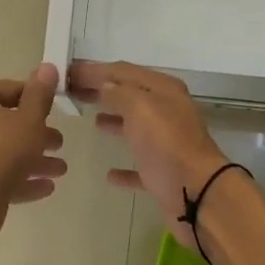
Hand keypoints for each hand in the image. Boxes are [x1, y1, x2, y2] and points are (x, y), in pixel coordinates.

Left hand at [0, 64, 66, 231]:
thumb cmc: (0, 152)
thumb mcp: (29, 120)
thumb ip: (40, 94)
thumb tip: (47, 67)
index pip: (10, 90)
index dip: (36, 101)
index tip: (56, 113)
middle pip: (4, 123)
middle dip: (36, 135)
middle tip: (59, 144)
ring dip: (31, 159)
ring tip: (59, 171)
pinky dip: (16, 178)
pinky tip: (44, 188)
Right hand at [68, 61, 229, 250]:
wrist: (197, 194)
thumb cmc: (166, 145)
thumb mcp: (140, 108)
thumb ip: (119, 93)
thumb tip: (104, 85)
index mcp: (164, 91)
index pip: (124, 72)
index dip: (95, 70)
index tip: (67, 73)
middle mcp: (168, 113)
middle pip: (130, 96)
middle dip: (102, 92)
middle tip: (73, 93)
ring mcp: (167, 144)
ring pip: (136, 127)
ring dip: (115, 121)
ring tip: (91, 120)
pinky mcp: (163, 174)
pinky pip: (140, 167)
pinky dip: (124, 168)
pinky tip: (109, 174)